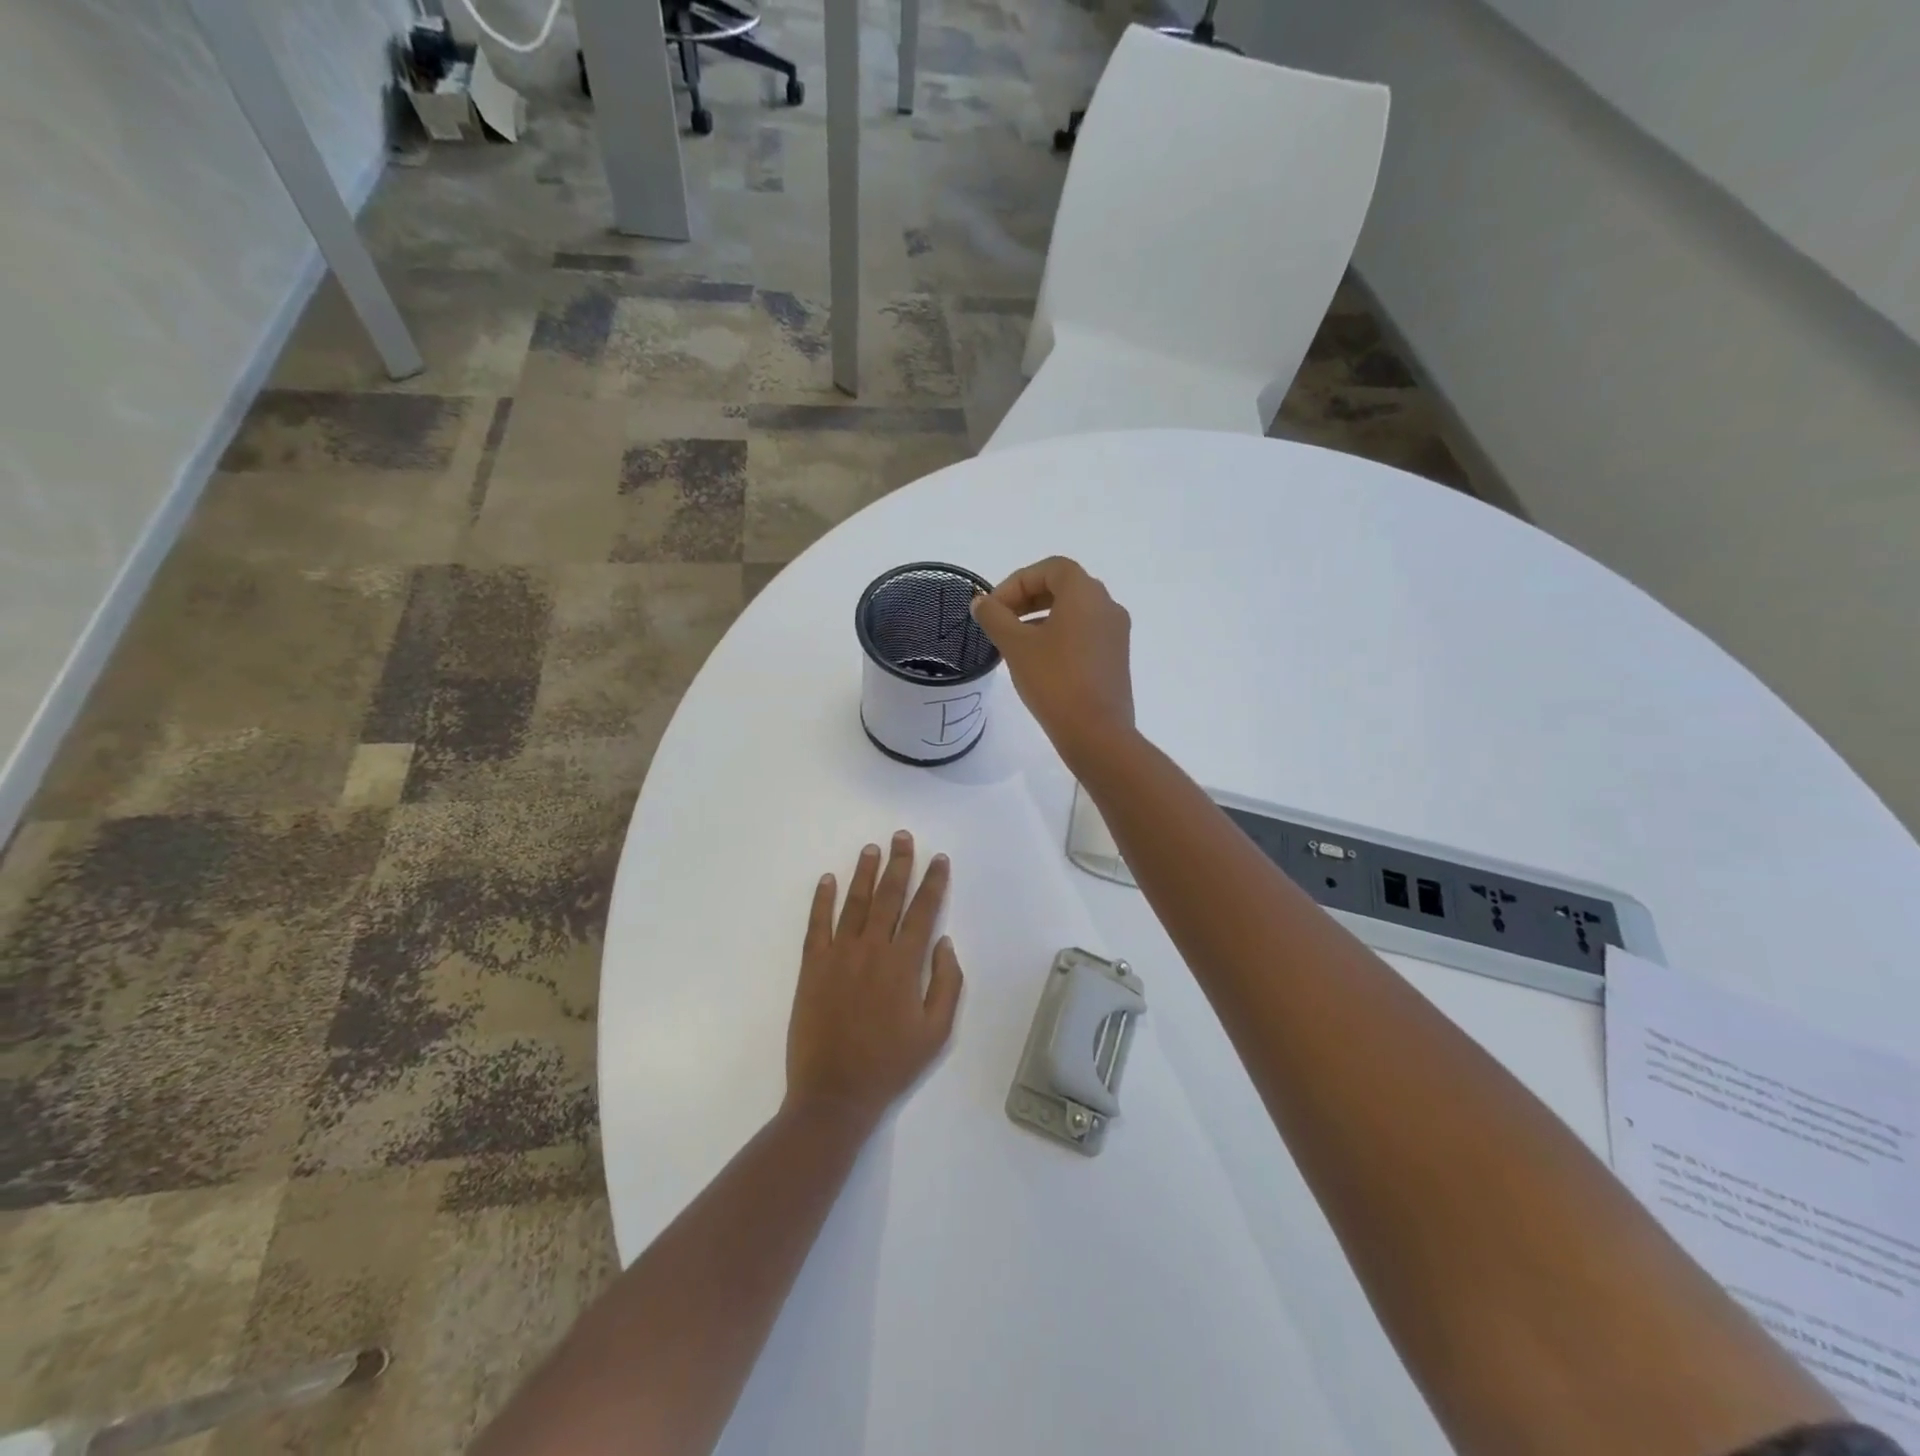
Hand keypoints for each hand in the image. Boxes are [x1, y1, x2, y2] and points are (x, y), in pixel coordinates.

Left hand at [785, 832, 963, 1129]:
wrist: (834, 1093)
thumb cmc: (891, 1064)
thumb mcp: (936, 1032)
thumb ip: (947, 983)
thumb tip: (944, 942)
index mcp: (904, 964)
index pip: (923, 911)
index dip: (933, 882)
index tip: (938, 859)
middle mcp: (871, 949)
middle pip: (889, 896)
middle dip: (899, 864)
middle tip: (902, 837)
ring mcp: (838, 955)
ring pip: (855, 903)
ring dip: (865, 873)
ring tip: (871, 849)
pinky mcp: (812, 967)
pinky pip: (817, 924)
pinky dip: (822, 900)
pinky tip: (827, 879)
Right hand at [969, 556, 1134, 763]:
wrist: (1096, 732)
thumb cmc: (1054, 680)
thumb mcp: (1016, 645)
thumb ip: (994, 617)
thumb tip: (981, 602)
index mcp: (1085, 593)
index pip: (1050, 569)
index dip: (1016, 582)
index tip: (993, 608)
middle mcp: (1107, 605)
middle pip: (1064, 587)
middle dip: (1028, 598)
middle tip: (1000, 621)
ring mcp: (1116, 633)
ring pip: (1074, 612)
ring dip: (1042, 617)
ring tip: (1014, 642)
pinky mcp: (1116, 658)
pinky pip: (1085, 633)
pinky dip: (1059, 635)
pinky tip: (1039, 661)